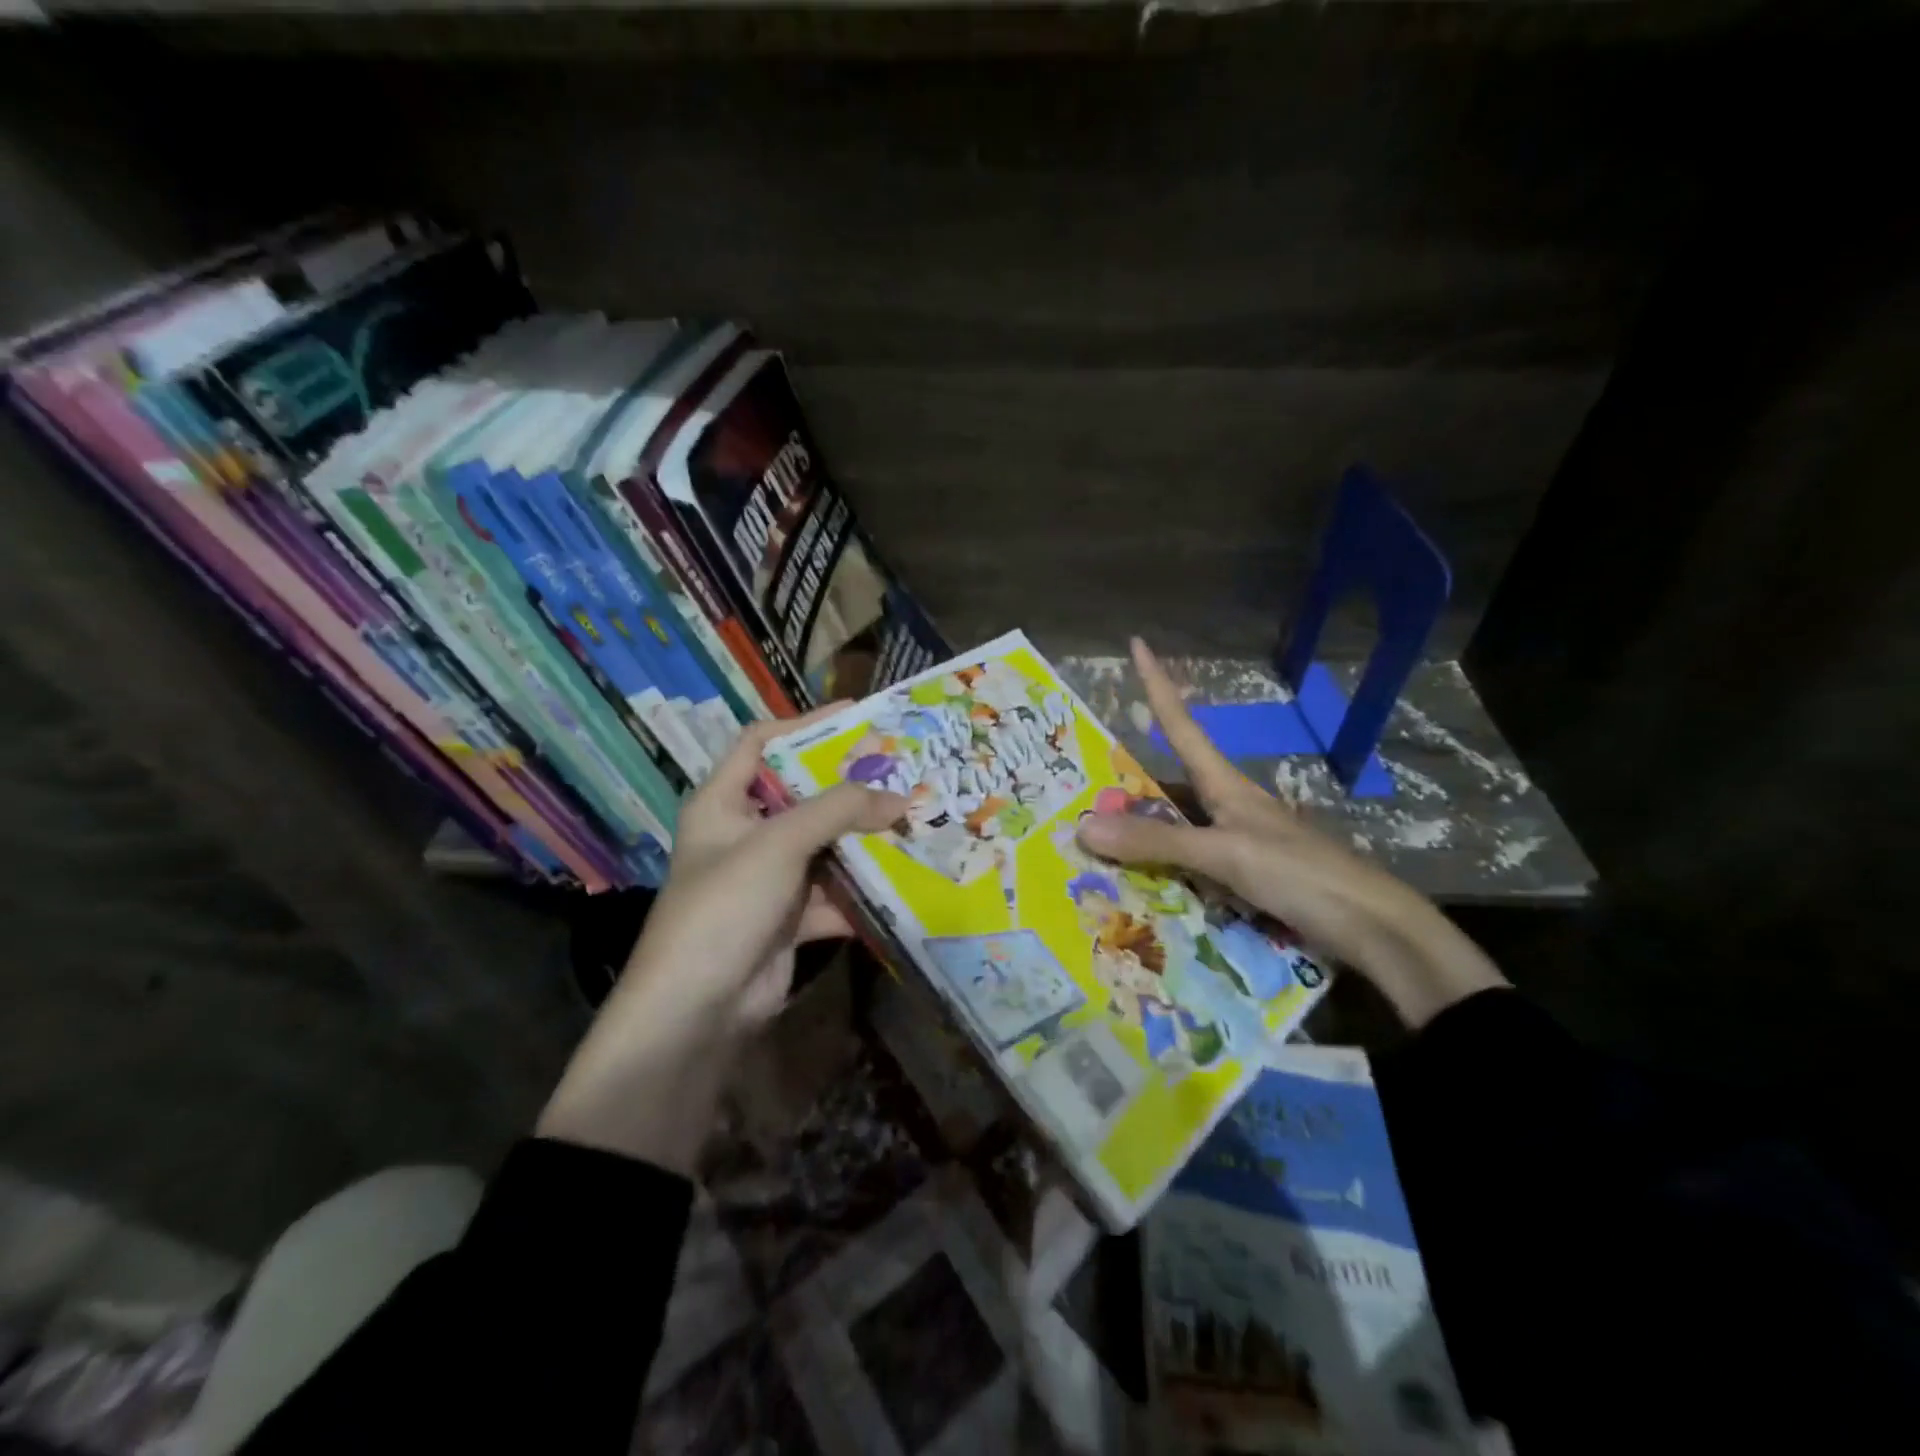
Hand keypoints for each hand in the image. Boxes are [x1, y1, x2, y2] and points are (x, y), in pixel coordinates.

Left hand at [538, 707, 906, 1169]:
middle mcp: (744, 834)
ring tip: (914, 822)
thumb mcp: (779, 844)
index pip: (761, 743)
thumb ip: (839, 811)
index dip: (804, 725)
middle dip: (850, 787)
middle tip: (901, 771)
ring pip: (824, 847)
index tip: (857, 717)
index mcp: (723, 802)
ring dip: (864, 841)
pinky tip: (903, 883)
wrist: (696, 1011)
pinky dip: (862, 892)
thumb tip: (898, 796)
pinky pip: (833, 894)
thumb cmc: (725, 905)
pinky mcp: (789, 918)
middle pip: (803, 796)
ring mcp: (768, 878)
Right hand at [1076, 638, 1507, 1027]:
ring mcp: (1238, 844)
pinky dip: (1158, 868)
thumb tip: (1082, 825)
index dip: (1159, 685)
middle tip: (1084, 779)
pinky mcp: (1244, 880)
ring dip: (1138, 830)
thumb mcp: (1225, 854)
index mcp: (1227, 786)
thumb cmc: (1301, 874)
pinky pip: (1186, 865)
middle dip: (1128, 777)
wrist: (1373, 929)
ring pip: (1175, 827)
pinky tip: (1137, 884)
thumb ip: (1156, 842)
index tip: (1139, 644)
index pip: (1181, 725)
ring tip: (1096, 837)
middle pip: (1170, 780)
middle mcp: (1228, 808)